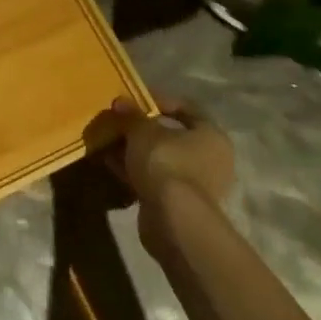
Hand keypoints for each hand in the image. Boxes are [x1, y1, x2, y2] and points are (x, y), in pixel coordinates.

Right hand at [88, 98, 235, 248]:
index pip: (186, 108)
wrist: (174, 220)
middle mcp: (210, 159)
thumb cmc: (166, 162)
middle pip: (172, 136)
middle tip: (119, 123)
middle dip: (142, 129)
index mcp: (211, 135)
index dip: (159, 100)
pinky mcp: (179, 205)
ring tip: (109, 142)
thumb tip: (120, 102)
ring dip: (136, 151)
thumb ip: (131, 114)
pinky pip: (154, 179)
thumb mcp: (142, 130)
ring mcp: (196, 185)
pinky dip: (135, 171)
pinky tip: (111, 164)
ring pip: (160, 159)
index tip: (134, 100)